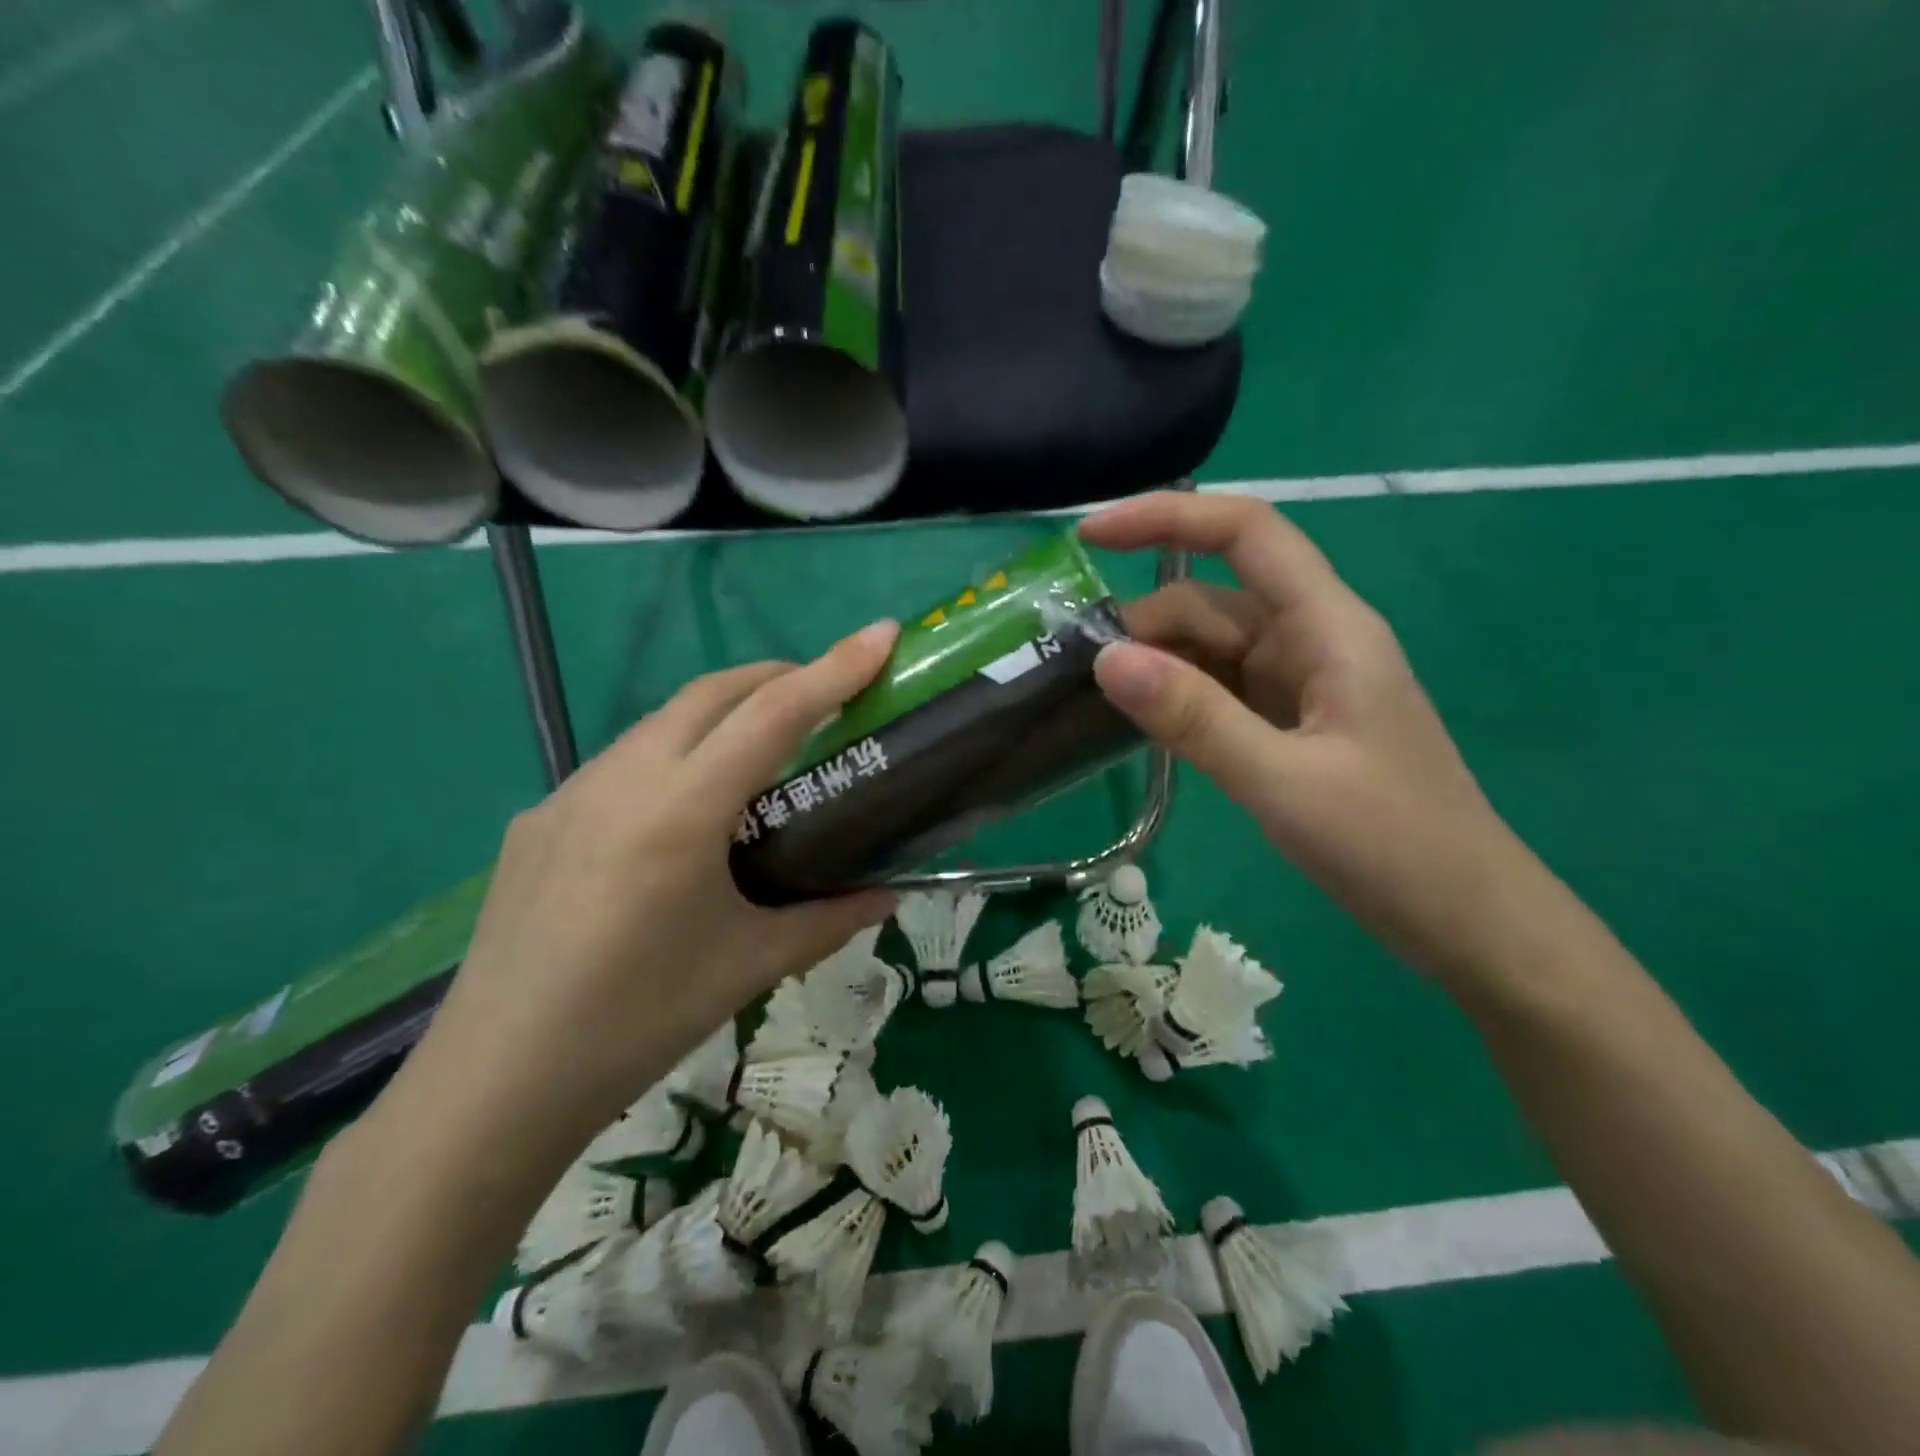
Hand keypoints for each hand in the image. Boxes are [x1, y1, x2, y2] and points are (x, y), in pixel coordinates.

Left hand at [402, 622, 900, 1157]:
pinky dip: (674, 753)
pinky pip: (622, 761)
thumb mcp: (749, 966)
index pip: (773, 715)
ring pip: (662, 720)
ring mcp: (570, 794)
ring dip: (722, 711)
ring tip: (762, 749)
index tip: (880, 635)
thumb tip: (888, 896)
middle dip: (777, 675)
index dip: (834, 669)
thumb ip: (829, 920)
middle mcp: (621, 780)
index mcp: (679, 812)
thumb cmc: (637, 1023)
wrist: (493, 1086)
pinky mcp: (539, 819)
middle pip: (712, 692)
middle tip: (826, 694)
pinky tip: (684, 810)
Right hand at [1088, 493, 1532, 979]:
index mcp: (1327, 628)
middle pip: (1213, 599)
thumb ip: (1193, 717)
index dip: (1167, 518)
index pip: (1246, 533)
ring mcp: (1301, 683)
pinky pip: (1221, 689)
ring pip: (1212, 648)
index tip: (1090, 534)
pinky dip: (1179, 697)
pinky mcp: (1291, 723)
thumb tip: (1106, 658)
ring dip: (1156, 663)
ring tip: (1094, 699)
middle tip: (1076, 671)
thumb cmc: (1390, 845)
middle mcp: (1312, 640)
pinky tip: (1141, 723)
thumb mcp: (1281, 781)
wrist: (1466, 919)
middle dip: (1145, 622)